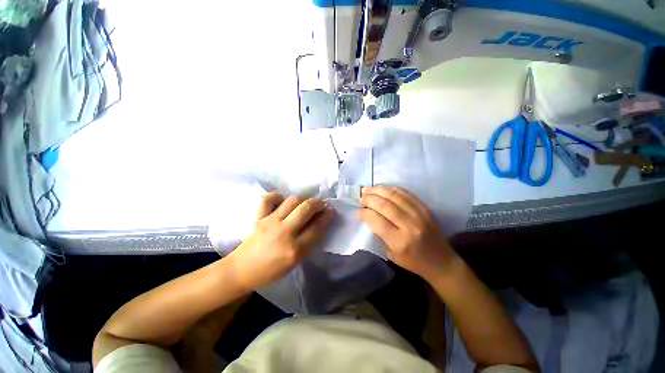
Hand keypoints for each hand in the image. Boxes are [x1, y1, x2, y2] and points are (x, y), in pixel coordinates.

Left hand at [227, 193, 333, 290]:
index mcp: (295, 249)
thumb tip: (318, 223)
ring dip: (302, 199)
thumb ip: (308, 242)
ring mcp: (270, 222)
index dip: (327, 216)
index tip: (331, 210)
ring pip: (292, 200)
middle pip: (306, 209)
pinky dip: (277, 196)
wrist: (242, 270)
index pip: (317, 227)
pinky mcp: (258, 217)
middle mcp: (284, 232)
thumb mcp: (295, 261)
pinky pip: (268, 199)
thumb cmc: (271, 270)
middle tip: (321, 204)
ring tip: (305, 203)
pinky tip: (282, 200)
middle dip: (318, 203)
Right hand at [359, 186, 458, 281]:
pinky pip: (405, 193)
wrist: (441, 261)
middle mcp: (409, 225)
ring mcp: (419, 214)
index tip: (357, 210)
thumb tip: (366, 215)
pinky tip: (383, 188)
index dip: (363, 212)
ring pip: (394, 195)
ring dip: (378, 190)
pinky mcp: (425, 208)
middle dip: (368, 198)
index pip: (376, 219)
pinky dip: (391, 189)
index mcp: (399, 241)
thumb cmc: (413, 262)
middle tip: (361, 197)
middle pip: (384, 205)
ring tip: (368, 189)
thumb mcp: (390, 253)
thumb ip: (378, 234)